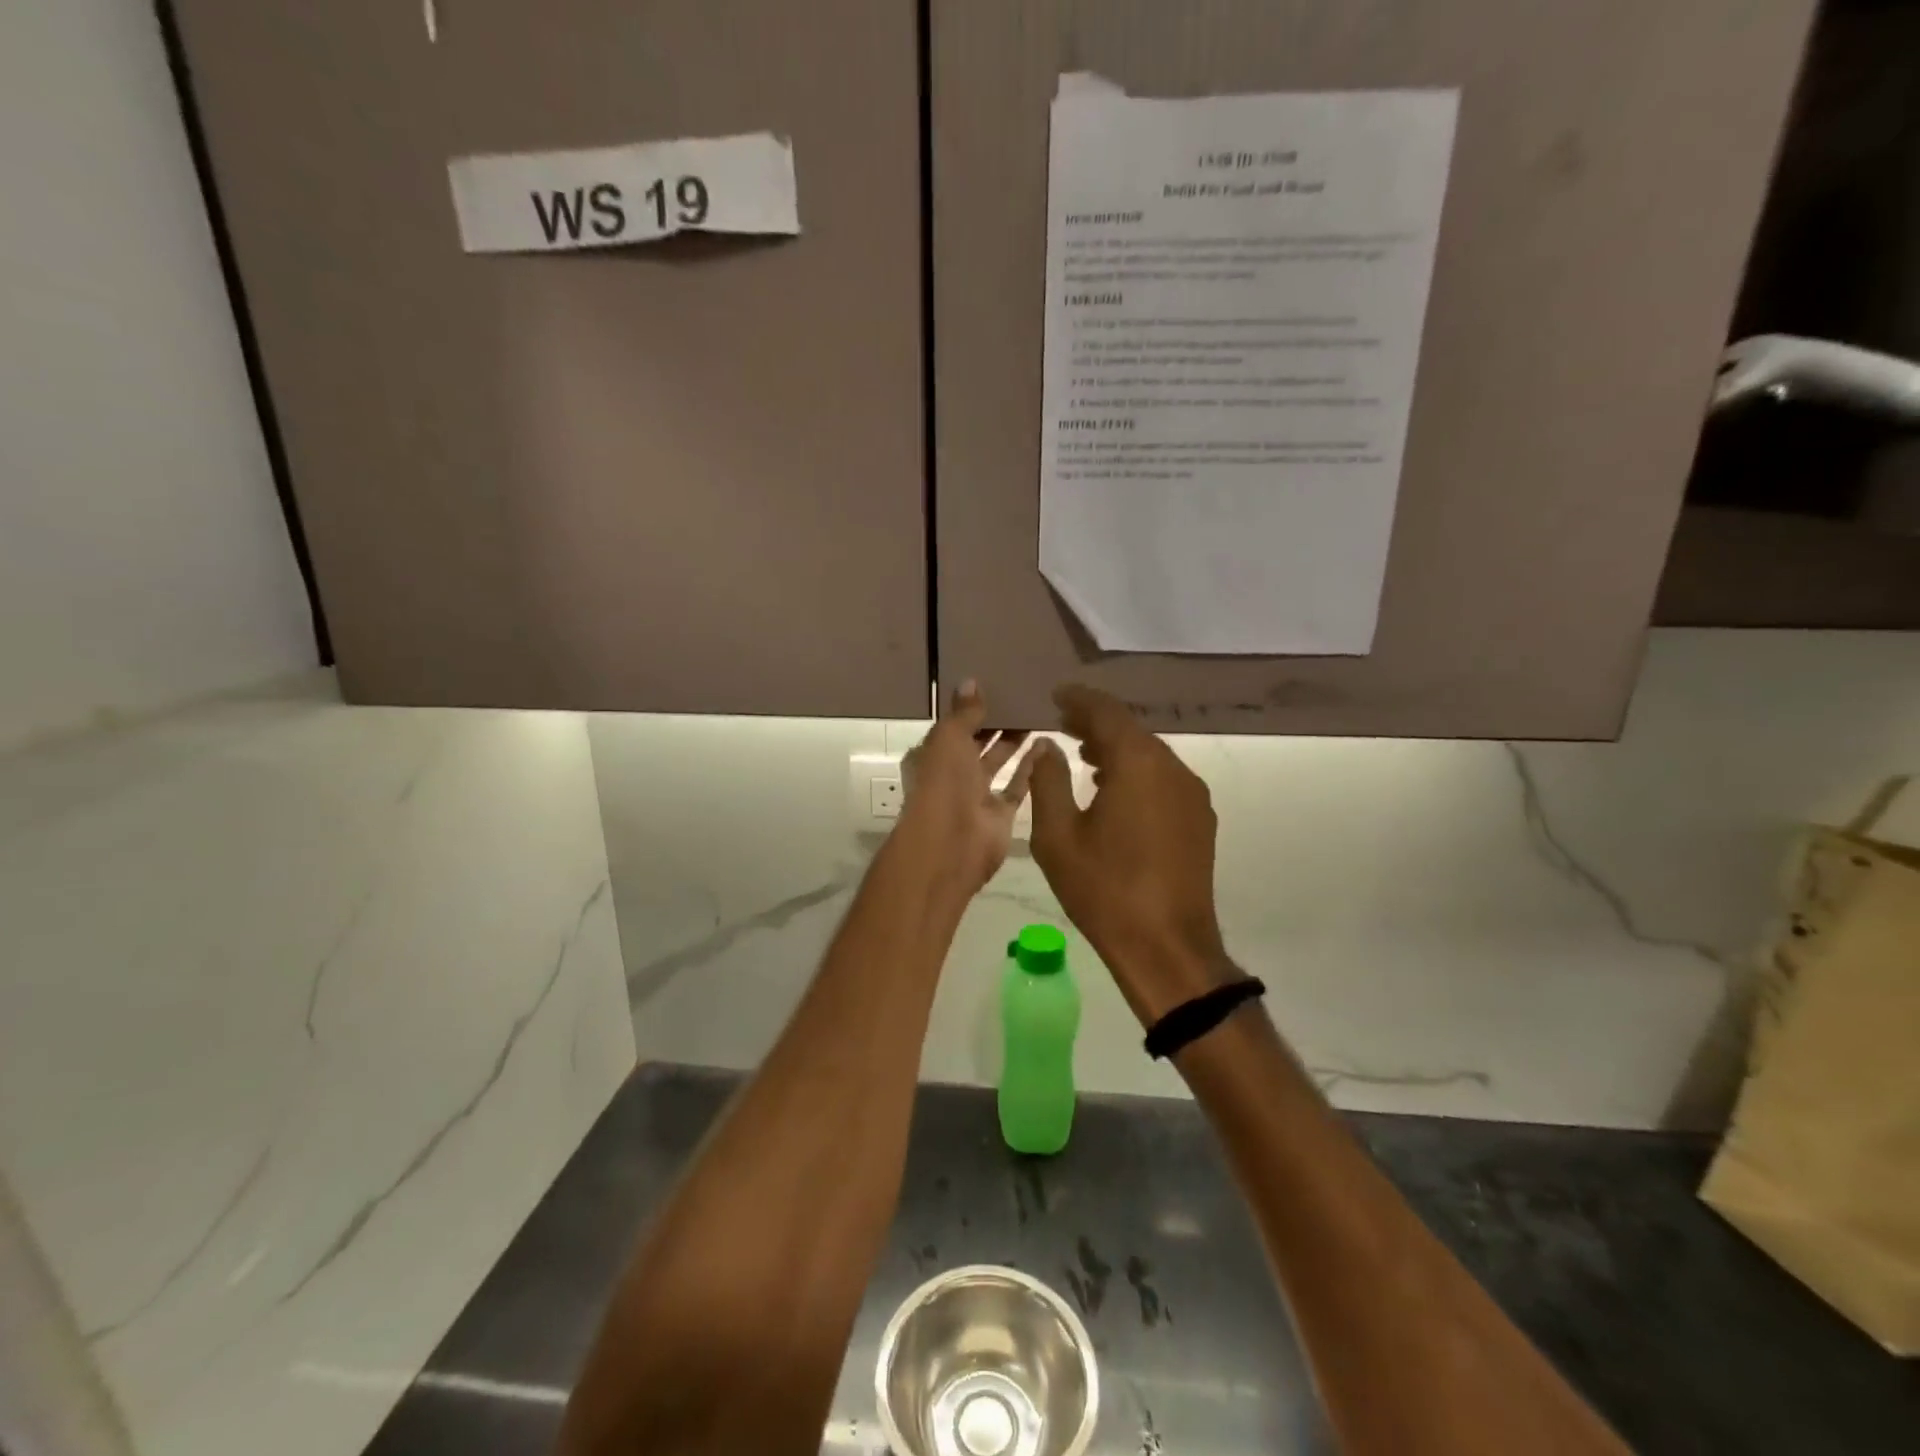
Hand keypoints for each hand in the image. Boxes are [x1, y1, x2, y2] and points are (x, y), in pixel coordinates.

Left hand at [899, 681, 1040, 896]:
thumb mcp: (949, 737)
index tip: (994, 684)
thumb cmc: (942, 784)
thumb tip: (971, 681)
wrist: (952, 845)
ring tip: (1037, 713)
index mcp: (930, 755)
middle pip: (975, 743)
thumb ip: (964, 712)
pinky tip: (1047, 743)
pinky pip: (1017, 785)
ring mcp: (976, 795)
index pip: (951, 726)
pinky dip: (1030, 767)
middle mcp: (951, 775)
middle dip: (995, 722)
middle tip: (1023, 694)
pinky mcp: (1001, 813)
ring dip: (1014, 741)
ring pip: (998, 762)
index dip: (969, 708)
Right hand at [1028, 685, 1229, 1024]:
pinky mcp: (1199, 820)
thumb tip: (1047, 747)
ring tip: (1084, 758)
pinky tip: (1114, 793)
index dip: (1079, 699)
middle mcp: (1172, 768)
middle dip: (1097, 724)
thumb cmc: (1104, 889)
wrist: (1166, 947)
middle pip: (1132, 731)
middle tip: (1064, 724)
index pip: (1106, 712)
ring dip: (1117, 750)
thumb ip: (1048, 781)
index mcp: (1137, 764)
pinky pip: (1164, 780)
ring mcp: (1192, 795)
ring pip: (1150, 756)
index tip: (1057, 694)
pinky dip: (1136, 774)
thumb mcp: (1058, 836)